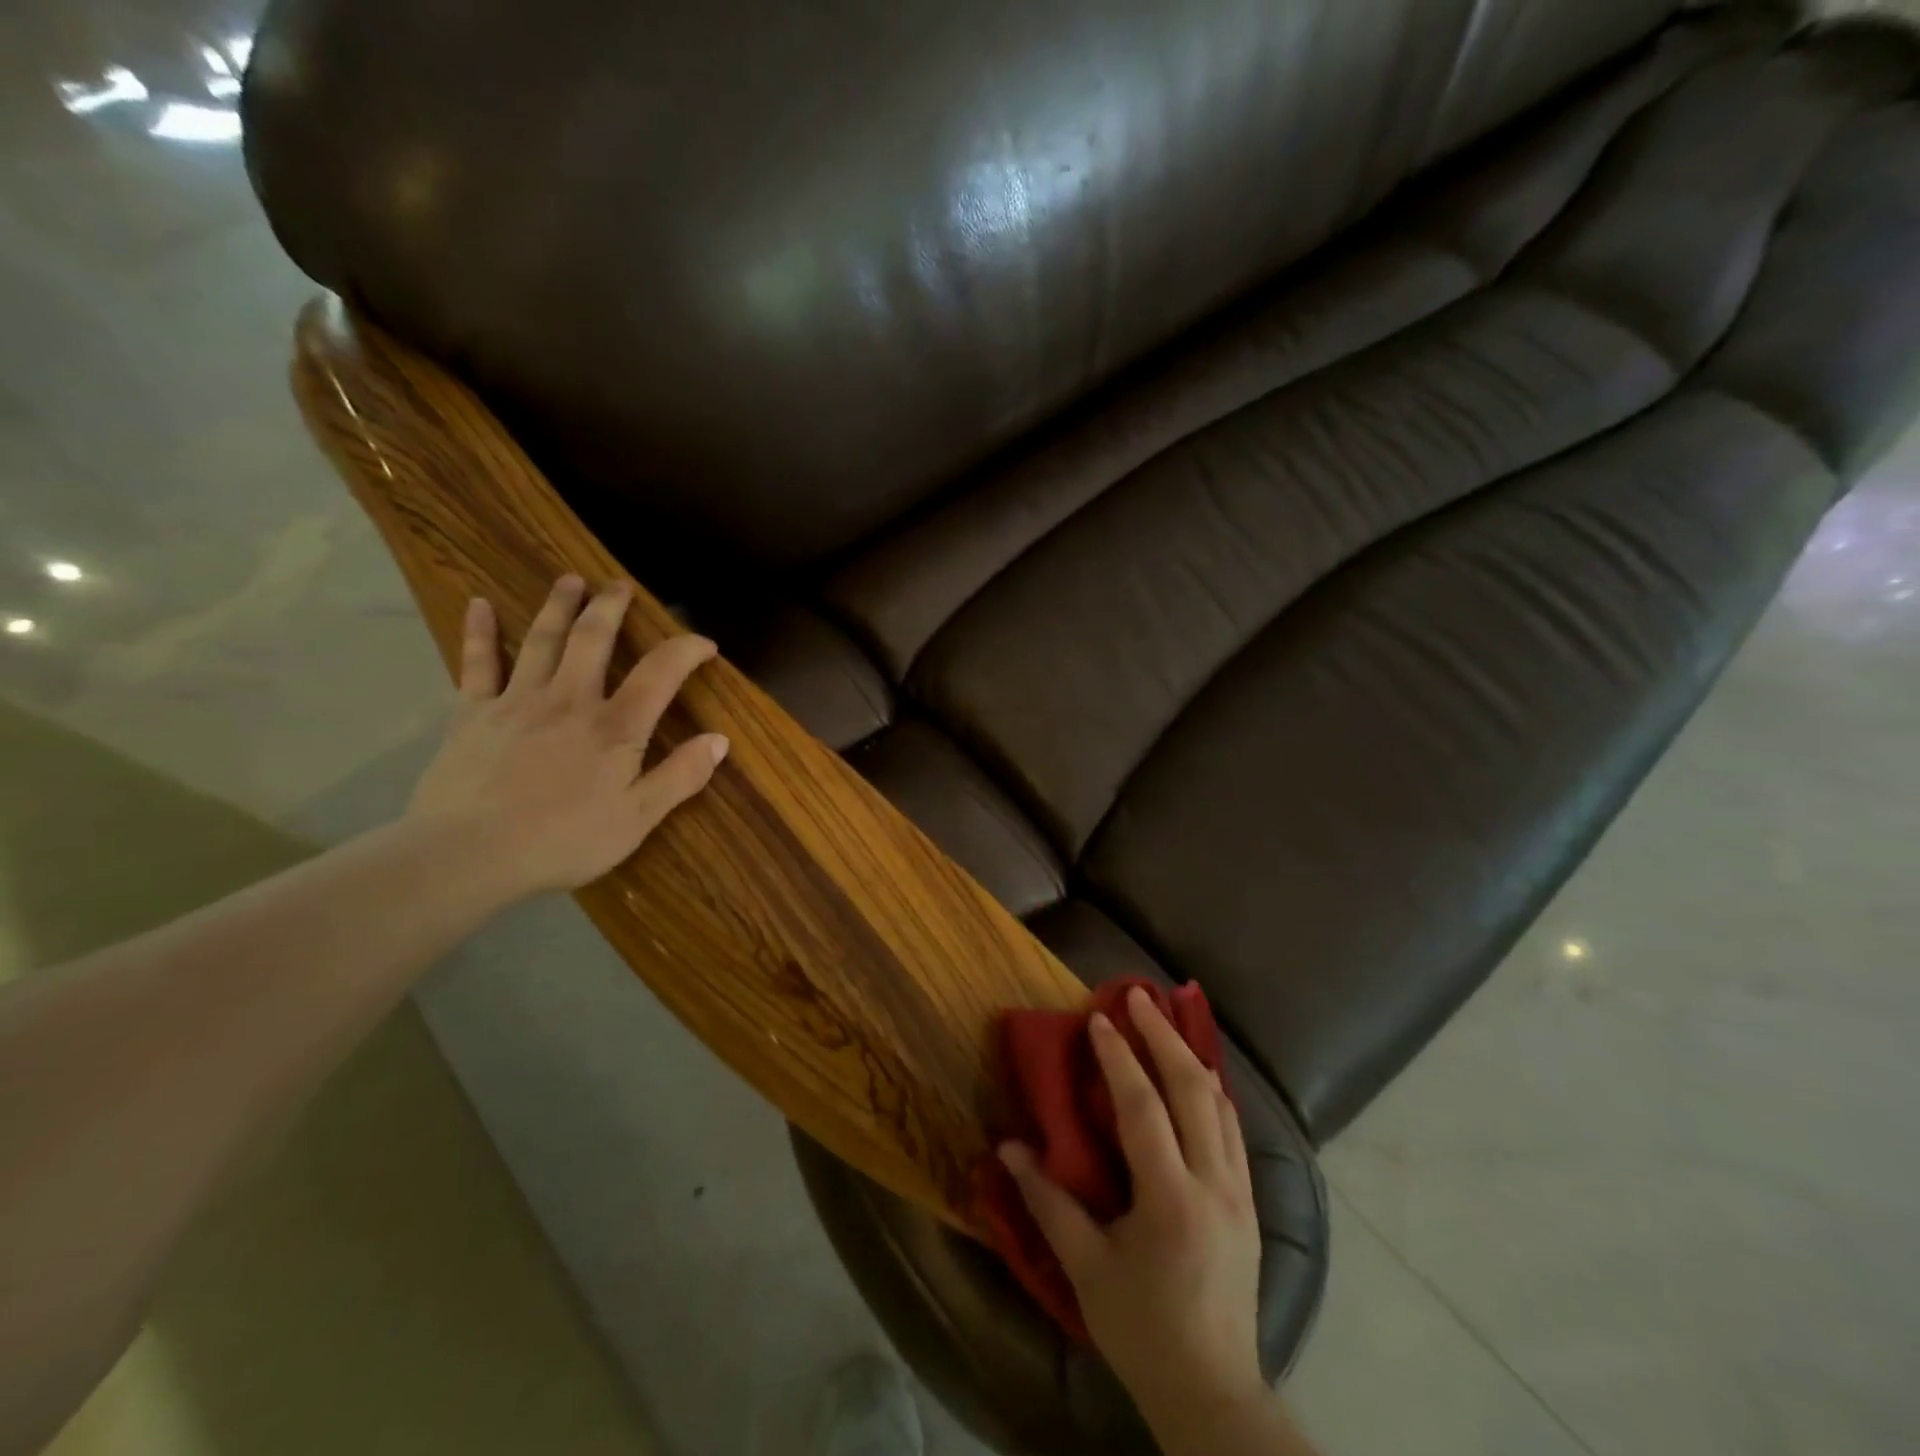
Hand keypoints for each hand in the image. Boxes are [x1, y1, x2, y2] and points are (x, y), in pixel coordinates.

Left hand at [407, 574, 728, 898]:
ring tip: (570, 580)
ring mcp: (517, 701)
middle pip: (593, 639)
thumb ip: (681, 776)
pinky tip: (480, 604)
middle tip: (619, 586)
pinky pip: (477, 664)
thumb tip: (721, 740)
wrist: (469, 854)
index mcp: (615, 726)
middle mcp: (570, 700)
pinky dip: (480, 632)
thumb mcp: (638, 818)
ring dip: (559, 606)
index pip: (661, 673)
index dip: (687, 650)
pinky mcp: (472, 715)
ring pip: (542, 640)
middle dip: (611, 608)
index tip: (705, 644)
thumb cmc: (564, 840)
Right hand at [999, 986, 1266, 1427]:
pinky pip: (1234, 1129)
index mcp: (1172, 1200)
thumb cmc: (1142, 1330)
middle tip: (1139, 995)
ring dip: (1190, 1055)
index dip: (1119, 1057)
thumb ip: (1048, 1202)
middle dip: (1164, 1035)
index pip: (1144, 1107)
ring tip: (1165, 1022)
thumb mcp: (1086, 1269)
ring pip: (1222, 1103)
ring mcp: (1241, 1192)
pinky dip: (1212, 1091)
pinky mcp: (1252, 1203)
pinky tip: (1196, 1077)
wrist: (1213, 1392)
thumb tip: (1007, 1148)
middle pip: (1194, 1089)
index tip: (1100, 1017)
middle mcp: (1215, 1184)